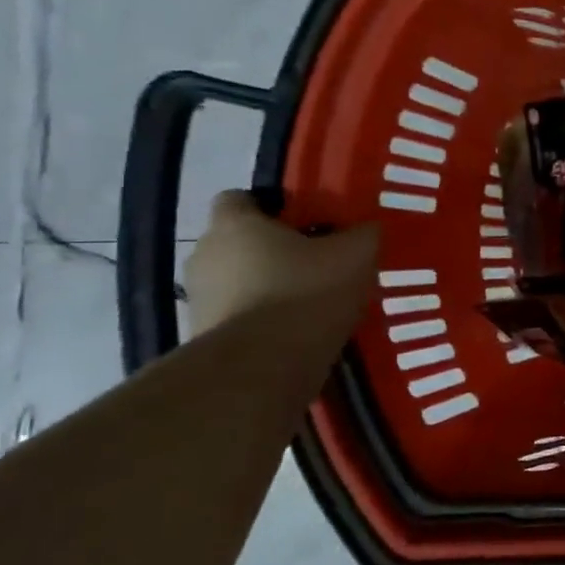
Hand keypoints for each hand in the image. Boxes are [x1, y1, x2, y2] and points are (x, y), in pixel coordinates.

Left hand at [184, 191, 379, 336]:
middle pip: (238, 242)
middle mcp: (204, 255)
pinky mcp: (202, 338)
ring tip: (310, 304)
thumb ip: (362, 234)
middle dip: (272, 251)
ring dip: (265, 288)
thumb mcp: (356, 254)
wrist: (264, 367)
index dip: (271, 207)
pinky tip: (296, 334)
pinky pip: (237, 318)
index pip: (238, 198)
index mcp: (235, 224)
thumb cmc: (306, 292)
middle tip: (316, 264)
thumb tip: (366, 229)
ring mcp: (198, 299)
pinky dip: (261, 322)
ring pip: (237, 282)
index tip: (305, 223)